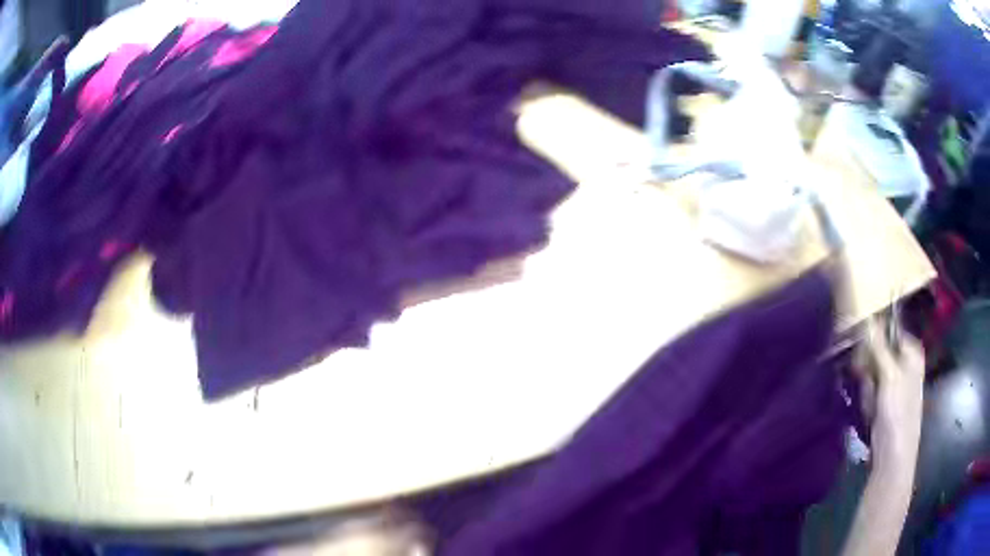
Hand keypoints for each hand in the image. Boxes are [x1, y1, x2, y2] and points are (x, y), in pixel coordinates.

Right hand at [856, 318, 924, 472]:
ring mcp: (894, 384)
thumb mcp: (889, 376)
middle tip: (867, 381)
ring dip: (866, 388)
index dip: (873, 336)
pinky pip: (870, 391)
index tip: (860, 346)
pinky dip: (867, 400)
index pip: (888, 330)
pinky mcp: (884, 402)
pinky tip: (870, 412)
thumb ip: (879, 347)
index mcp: (911, 351)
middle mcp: (904, 363)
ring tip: (871, 404)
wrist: (892, 456)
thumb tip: (868, 317)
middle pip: (878, 352)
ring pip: (871, 372)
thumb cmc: (898, 412)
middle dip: (868, 367)